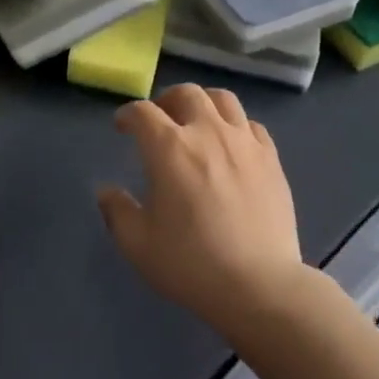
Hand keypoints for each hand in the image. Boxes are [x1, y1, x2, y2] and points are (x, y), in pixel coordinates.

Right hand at [98, 84, 307, 339]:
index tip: (123, 126)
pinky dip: (236, 125)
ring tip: (198, 120)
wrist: (259, 285)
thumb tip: (107, 191)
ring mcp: (244, 141)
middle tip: (161, 119)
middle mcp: (208, 132)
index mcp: (170, 148)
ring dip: (204, 103)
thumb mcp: (138, 245)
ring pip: (223, 99)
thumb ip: (117, 211)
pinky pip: (252, 124)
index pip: (143, 112)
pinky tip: (232, 143)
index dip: (128, 114)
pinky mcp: (271, 157)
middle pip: (186, 93)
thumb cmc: (191, 264)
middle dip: (167, 100)